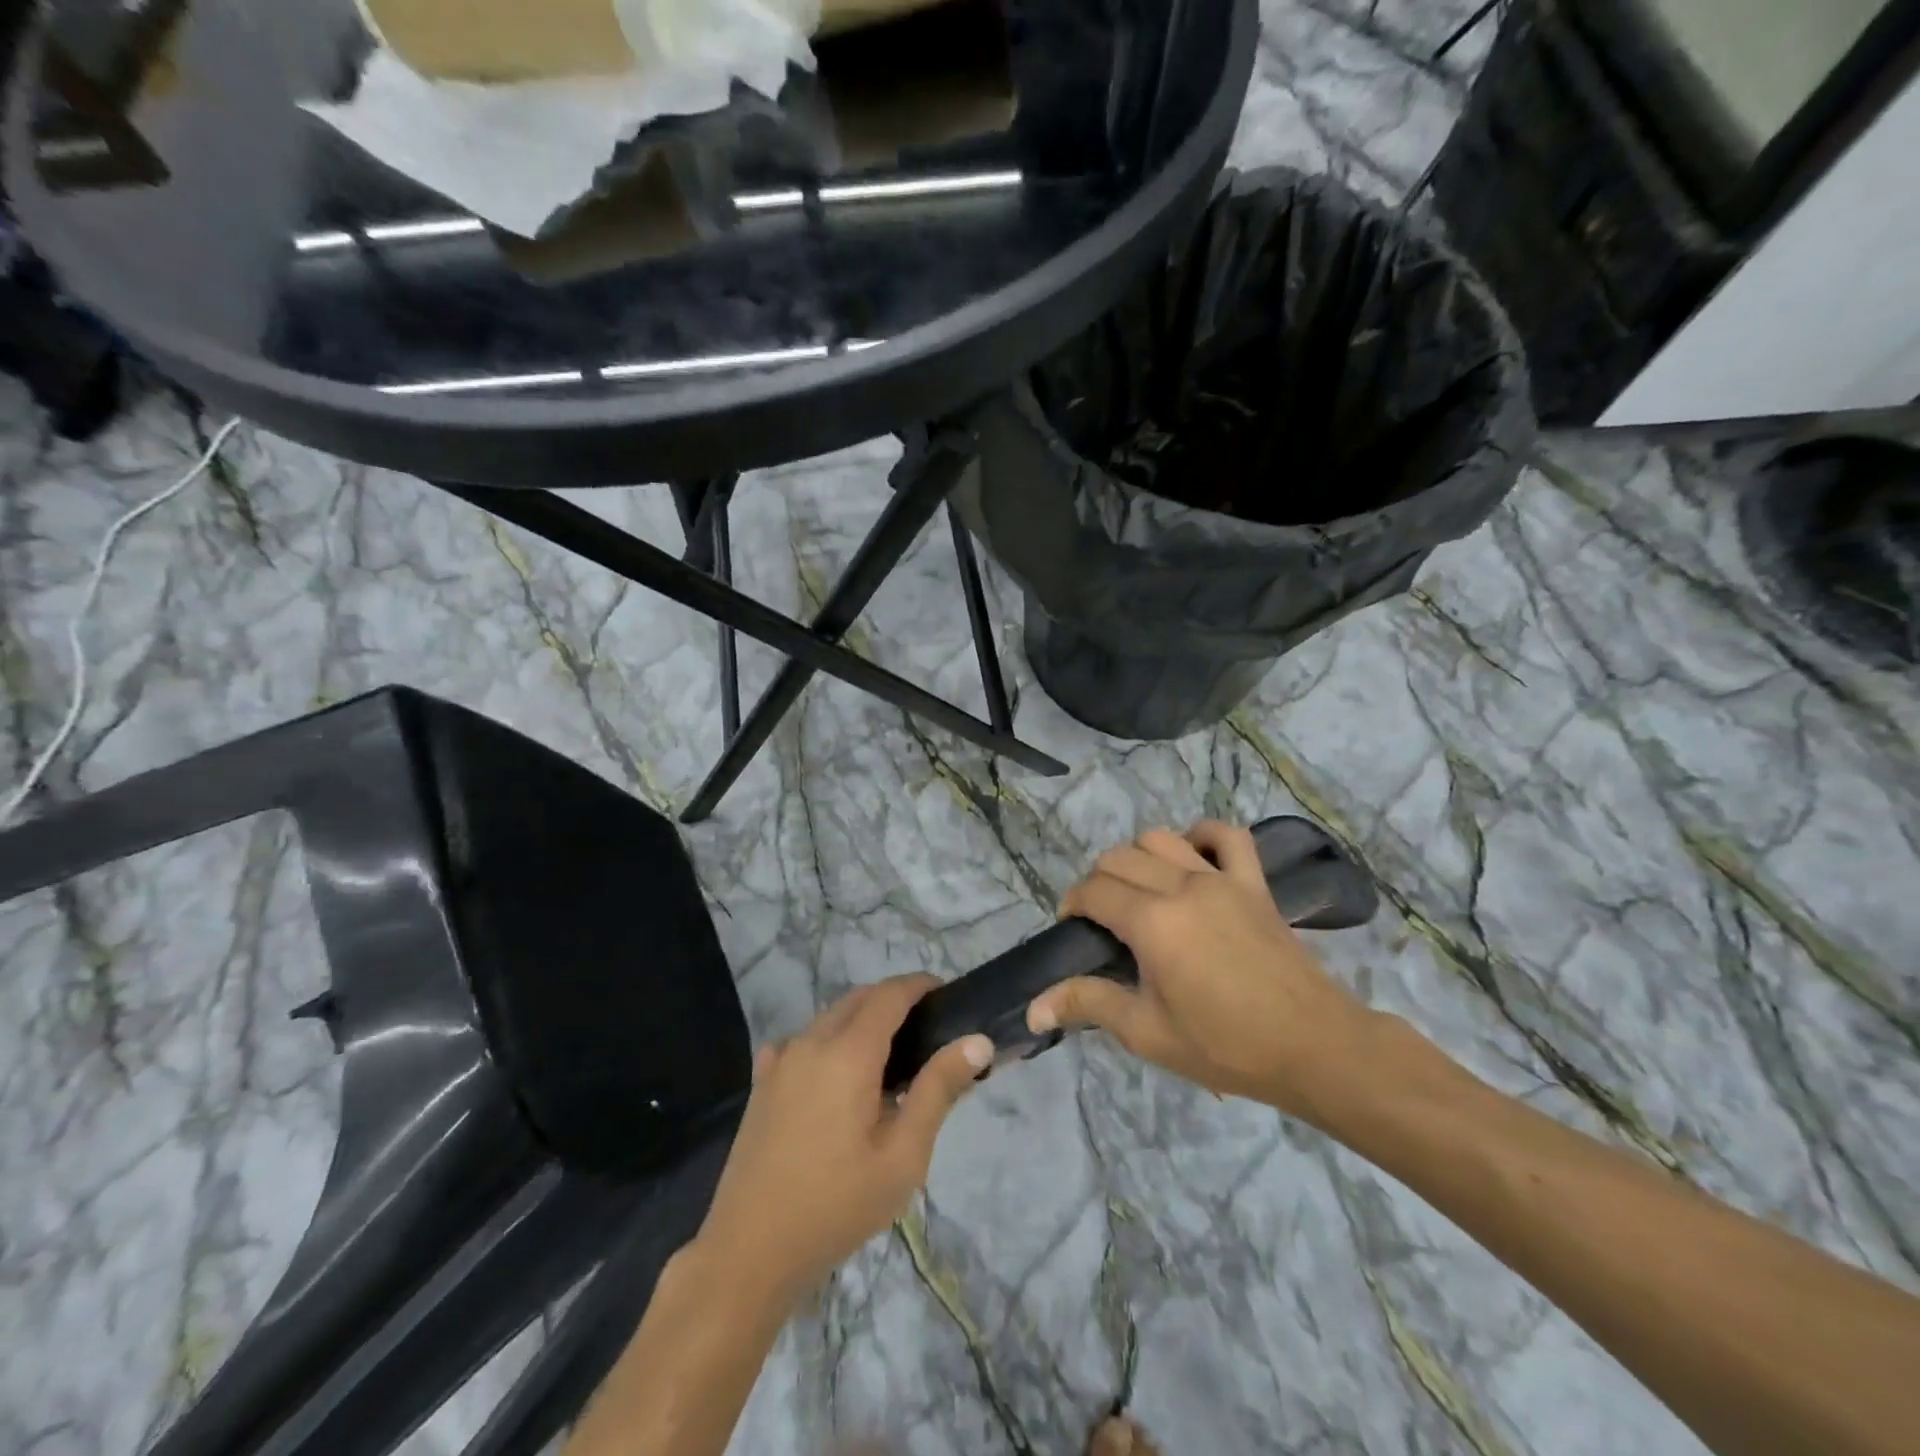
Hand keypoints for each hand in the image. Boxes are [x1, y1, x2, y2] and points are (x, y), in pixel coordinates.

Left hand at [697, 975, 992, 1306]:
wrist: (750, 1251)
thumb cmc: (837, 1205)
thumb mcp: (903, 1156)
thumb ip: (939, 1090)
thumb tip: (977, 1041)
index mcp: (848, 1053)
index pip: (890, 994)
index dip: (919, 986)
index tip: (947, 995)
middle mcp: (811, 1041)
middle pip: (859, 998)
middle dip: (893, 1000)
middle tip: (927, 1031)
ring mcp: (781, 1059)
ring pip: (830, 1017)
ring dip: (861, 1019)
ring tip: (890, 1059)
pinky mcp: (762, 1081)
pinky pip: (803, 1040)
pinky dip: (830, 1040)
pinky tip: (838, 1078)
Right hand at [1027, 821, 1375, 1118]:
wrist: (1311, 1047)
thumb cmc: (1224, 1046)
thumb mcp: (1147, 1032)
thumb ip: (1088, 1004)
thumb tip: (1034, 1009)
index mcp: (1152, 922)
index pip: (1093, 890)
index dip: (1073, 904)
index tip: (1073, 929)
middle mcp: (1181, 886)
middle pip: (1119, 858)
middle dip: (1098, 881)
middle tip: (1103, 920)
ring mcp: (1221, 878)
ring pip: (1160, 838)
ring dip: (1138, 857)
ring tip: (1140, 891)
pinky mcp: (1253, 883)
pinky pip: (1226, 836)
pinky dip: (1201, 835)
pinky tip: (1192, 857)